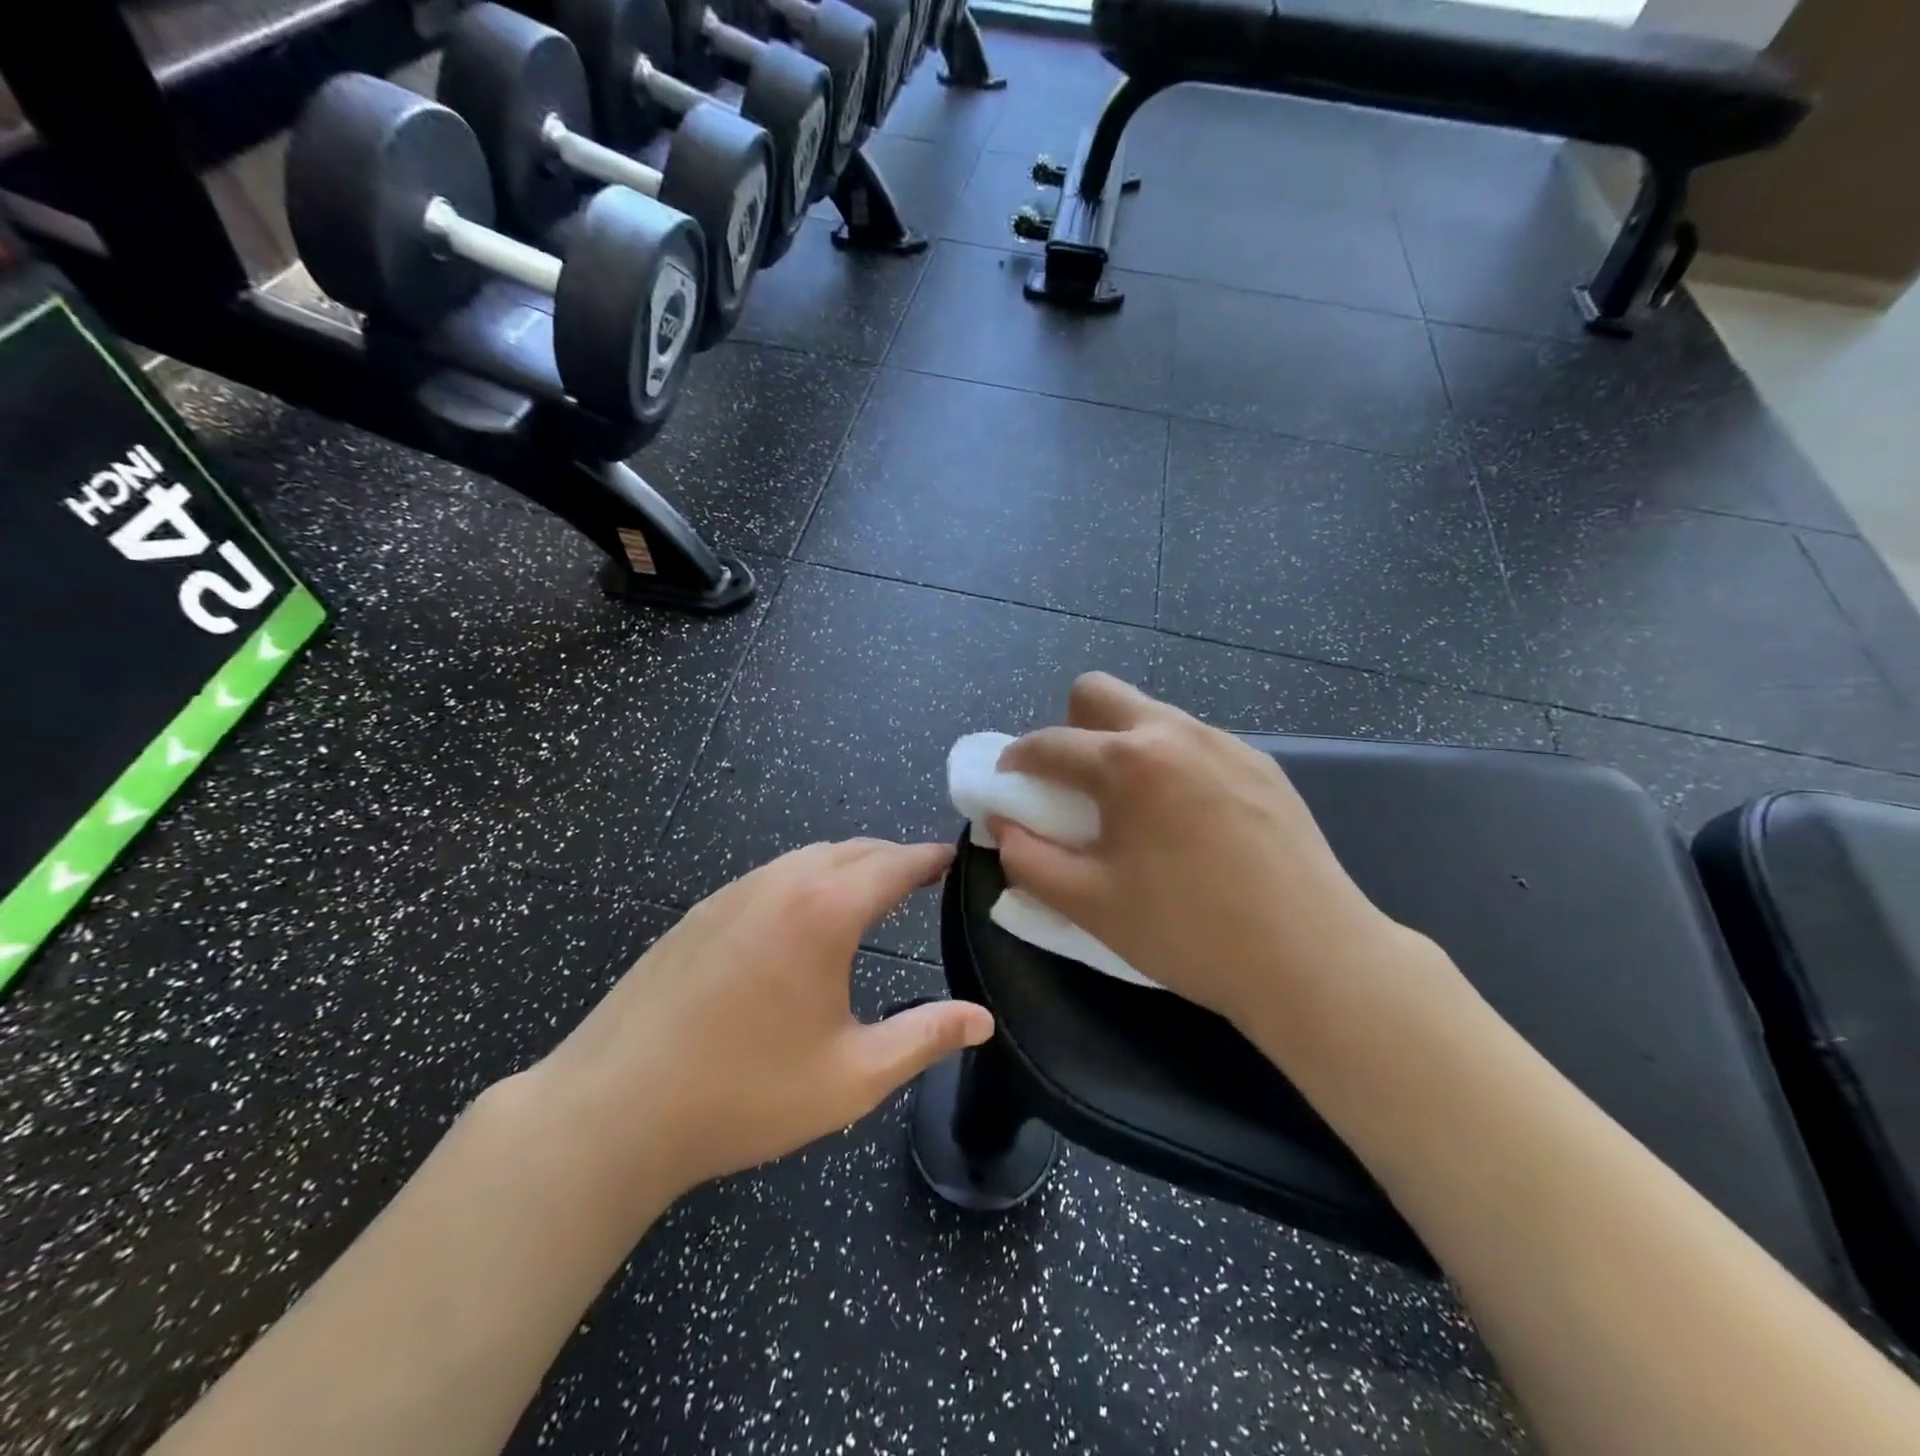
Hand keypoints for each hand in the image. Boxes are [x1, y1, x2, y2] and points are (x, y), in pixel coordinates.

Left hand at [530, 840, 992, 1205]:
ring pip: (807, 858)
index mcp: (823, 911)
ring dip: (848, 865)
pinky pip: (770, 876)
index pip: (894, 863)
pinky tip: (802, 920)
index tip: (957, 858)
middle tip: (924, 880)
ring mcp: (732, 893)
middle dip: (893, 858)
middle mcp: (780, 883)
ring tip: (872, 895)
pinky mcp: (699, 912)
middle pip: (852, 850)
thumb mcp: (851, 1076)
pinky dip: (806, 879)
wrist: (611, 1110)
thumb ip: (924, 1038)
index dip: (931, 858)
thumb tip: (982, 1019)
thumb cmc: (744, 1094)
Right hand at [994, 674, 1427, 1034]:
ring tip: (1136, 809)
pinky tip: (1189, 821)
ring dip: (1122, 745)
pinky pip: (1195, 742)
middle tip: (1076, 786)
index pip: (1049, 743)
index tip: (1009, 786)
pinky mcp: (1262, 764)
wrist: (1312, 959)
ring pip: (1152, 714)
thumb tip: (1003, 825)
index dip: (1016, 762)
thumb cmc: (1188, 933)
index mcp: (1128, 763)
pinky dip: (1170, 764)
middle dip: (1070, 728)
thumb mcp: (1090, 905)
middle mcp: (1175, 733)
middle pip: (1098, 692)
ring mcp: (1226, 743)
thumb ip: (1028, 859)